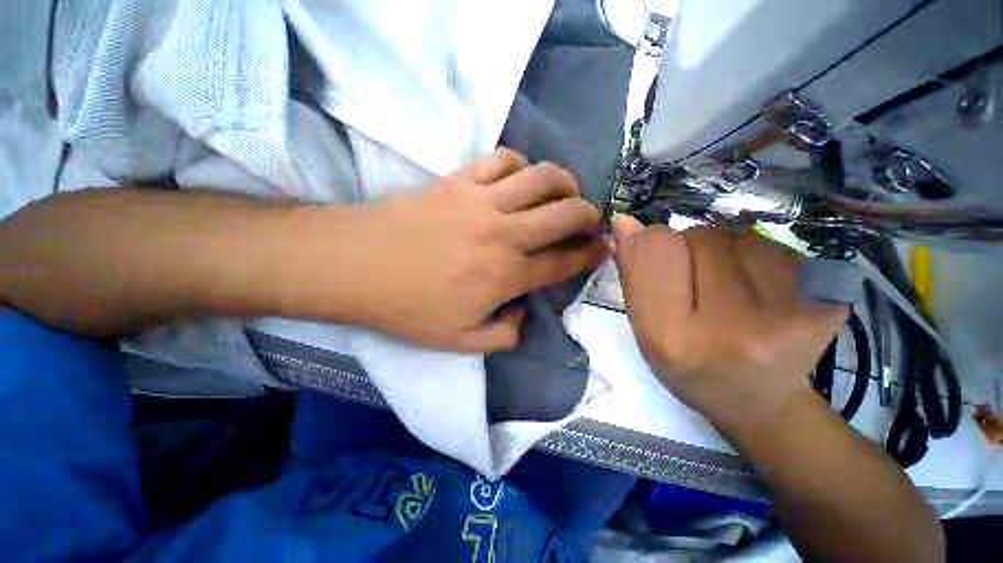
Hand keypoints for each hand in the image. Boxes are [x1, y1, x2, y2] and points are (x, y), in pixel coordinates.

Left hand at [300, 149, 608, 351]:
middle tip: (590, 219)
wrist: (356, 265)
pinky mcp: (459, 179)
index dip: (589, 254)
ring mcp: (482, 201)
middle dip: (589, 214)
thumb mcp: (459, 341)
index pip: (563, 261)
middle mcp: (504, 234)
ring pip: (542, 176)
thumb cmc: (407, 306)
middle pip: (565, 213)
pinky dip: (520, 164)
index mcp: (506, 276)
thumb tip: (523, 315)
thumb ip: (503, 335)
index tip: (604, 247)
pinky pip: (502, 159)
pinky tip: (519, 178)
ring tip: (563, 193)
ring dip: (563, 182)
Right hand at [612, 216, 846, 431]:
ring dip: (726, 249)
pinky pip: (779, 248)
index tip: (651, 246)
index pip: (659, 253)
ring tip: (727, 284)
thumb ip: (635, 275)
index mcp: (674, 339)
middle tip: (693, 277)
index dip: (651, 242)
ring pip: (742, 236)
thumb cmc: (689, 367)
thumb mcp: (645, 329)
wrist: (758, 402)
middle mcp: (732, 328)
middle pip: (703, 237)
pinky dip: (760, 257)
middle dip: (690, 245)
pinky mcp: (827, 305)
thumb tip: (624, 222)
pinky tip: (760, 288)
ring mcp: (789, 317)